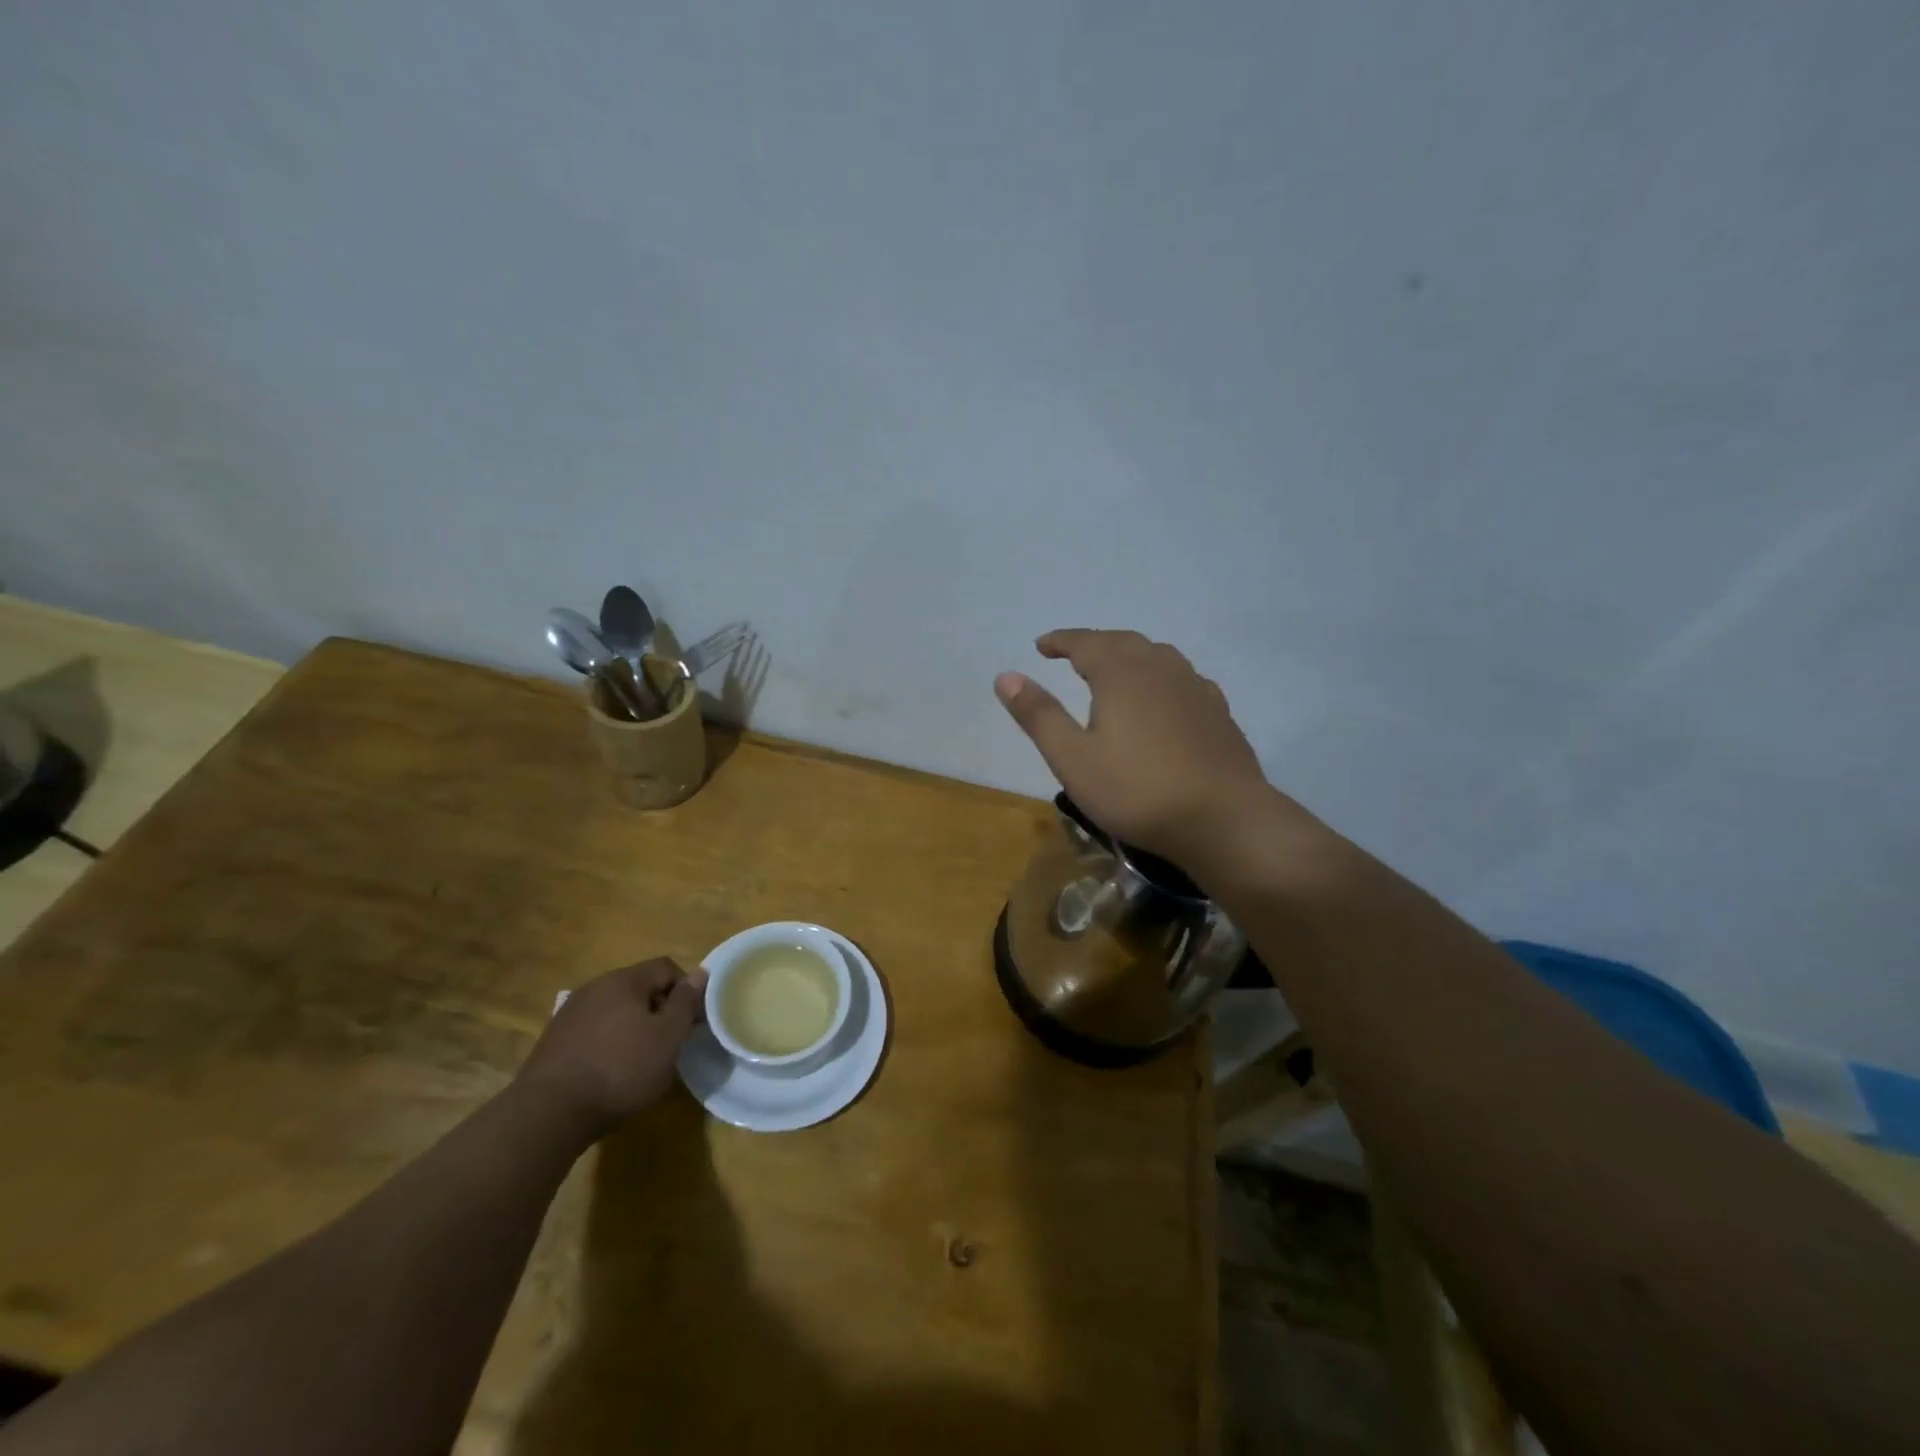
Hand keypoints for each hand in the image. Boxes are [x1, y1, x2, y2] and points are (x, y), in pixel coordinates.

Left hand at [515, 959, 706, 1135]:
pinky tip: (608, 1071)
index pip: (666, 967)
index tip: (691, 1022)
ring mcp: (569, 1013)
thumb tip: (700, 973)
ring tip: (639, 1060)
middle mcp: (595, 987)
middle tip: (669, 1042)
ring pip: (614, 1009)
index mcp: (624, 980)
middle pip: (638, 987)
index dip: (685, 990)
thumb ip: (686, 1002)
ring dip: (632, 1027)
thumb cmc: (620, 1070)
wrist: (548, 1114)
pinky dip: (607, 1043)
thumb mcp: (668, 1037)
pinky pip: (593, 1030)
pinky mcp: (552, 1040)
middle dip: (658, 1009)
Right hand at [995, 629, 1275, 861]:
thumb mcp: (1073, 759)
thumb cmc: (1137, 791)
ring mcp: (1195, 688)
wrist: (1223, 819)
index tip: (1041, 645)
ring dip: (1130, 655)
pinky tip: (1163, 697)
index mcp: (1121, 674)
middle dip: (1094, 643)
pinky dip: (1160, 676)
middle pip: (1123, 642)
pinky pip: (1182, 678)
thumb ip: (1039, 715)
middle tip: (1072, 654)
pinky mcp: (1218, 712)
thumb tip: (1006, 675)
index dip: (1060, 641)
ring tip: (1115, 669)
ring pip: (1158, 655)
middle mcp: (1160, 669)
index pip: (1085, 643)